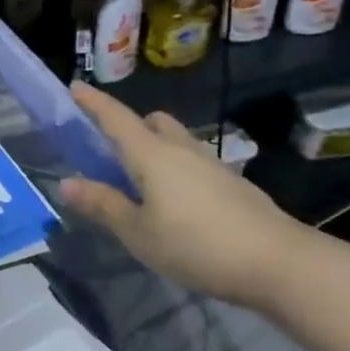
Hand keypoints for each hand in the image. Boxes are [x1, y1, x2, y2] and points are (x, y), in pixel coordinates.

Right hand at [61, 83, 310, 312]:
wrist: (282, 264)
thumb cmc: (197, 245)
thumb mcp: (138, 232)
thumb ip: (103, 205)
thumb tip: (66, 183)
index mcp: (151, 155)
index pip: (115, 118)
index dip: (93, 102)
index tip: (75, 86)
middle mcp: (182, 150)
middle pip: (153, 122)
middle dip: (131, 126)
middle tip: (112, 151)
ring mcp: (213, 166)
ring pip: (177, 142)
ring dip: (156, 150)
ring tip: (143, 184)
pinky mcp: (235, 186)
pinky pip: (195, 165)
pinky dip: (178, 171)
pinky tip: (177, 205)